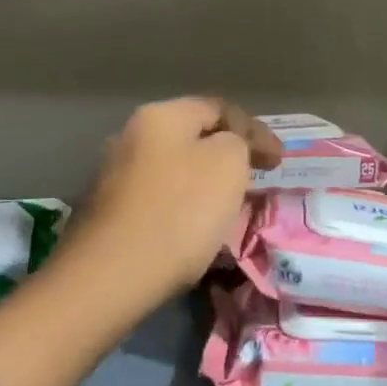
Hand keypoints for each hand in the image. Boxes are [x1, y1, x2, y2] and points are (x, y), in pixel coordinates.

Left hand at [64, 98, 281, 306]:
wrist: (110, 277)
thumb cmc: (179, 212)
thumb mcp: (228, 164)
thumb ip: (238, 142)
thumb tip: (226, 147)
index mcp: (161, 116)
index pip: (220, 108)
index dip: (255, 130)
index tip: (278, 161)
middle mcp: (131, 135)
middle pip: (193, 137)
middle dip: (228, 155)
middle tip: (255, 179)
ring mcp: (114, 175)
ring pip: (175, 169)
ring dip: (204, 182)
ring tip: (229, 207)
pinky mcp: (108, 213)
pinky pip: (158, 198)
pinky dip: (182, 206)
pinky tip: (193, 229)